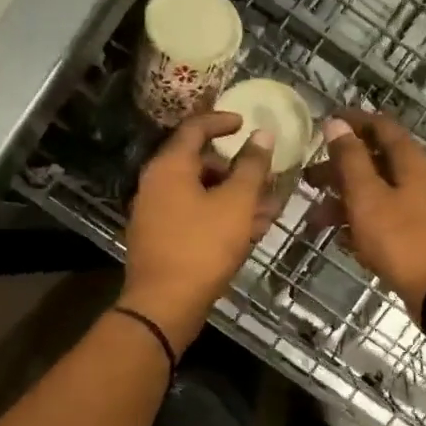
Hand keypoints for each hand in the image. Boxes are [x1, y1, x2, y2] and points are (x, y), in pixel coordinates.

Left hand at [119, 113, 272, 353]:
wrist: (164, 305)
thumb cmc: (202, 247)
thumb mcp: (236, 203)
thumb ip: (251, 166)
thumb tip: (263, 135)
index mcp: (169, 167)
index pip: (195, 128)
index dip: (222, 121)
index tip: (246, 122)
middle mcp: (156, 184)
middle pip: (199, 163)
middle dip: (236, 168)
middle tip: (265, 175)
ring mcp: (156, 214)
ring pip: (201, 194)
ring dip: (234, 196)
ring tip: (269, 207)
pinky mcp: (162, 240)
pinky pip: (195, 217)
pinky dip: (221, 217)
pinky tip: (251, 230)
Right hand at [308, 111, 425, 316]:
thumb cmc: (400, 240)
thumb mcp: (367, 197)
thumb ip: (350, 159)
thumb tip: (337, 123)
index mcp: (412, 162)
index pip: (381, 127)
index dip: (352, 122)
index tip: (324, 124)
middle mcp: (422, 178)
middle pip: (376, 162)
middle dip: (340, 169)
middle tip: (309, 179)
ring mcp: (424, 208)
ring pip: (379, 193)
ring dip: (346, 201)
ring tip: (316, 220)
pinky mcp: (421, 234)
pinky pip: (387, 218)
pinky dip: (363, 222)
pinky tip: (341, 239)